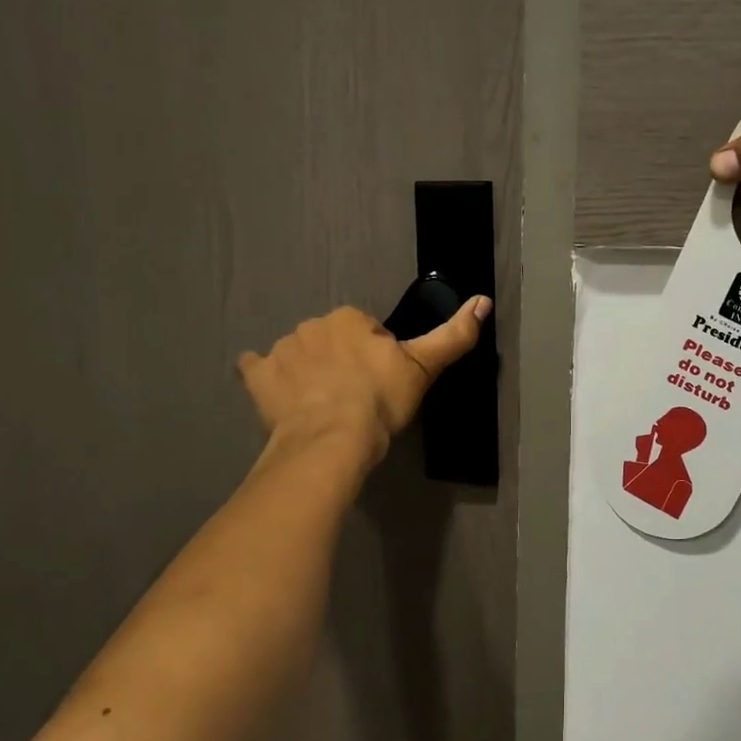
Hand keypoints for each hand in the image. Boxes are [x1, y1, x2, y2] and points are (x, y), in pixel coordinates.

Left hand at [237, 298, 489, 464]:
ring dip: (308, 372)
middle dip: (341, 362)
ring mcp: (281, 350)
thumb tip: (484, 300)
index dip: (375, 357)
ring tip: (324, 408)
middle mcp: (311, 325)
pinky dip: (266, 378)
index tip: (381, 384)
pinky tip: (279, 396)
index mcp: (349, 318)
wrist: (332, 440)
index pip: (365, 331)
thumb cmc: (380, 400)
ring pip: (299, 355)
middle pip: (331, 341)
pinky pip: (258, 369)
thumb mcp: (424, 367)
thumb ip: (454, 335)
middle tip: (355, 398)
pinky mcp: (257, 377)